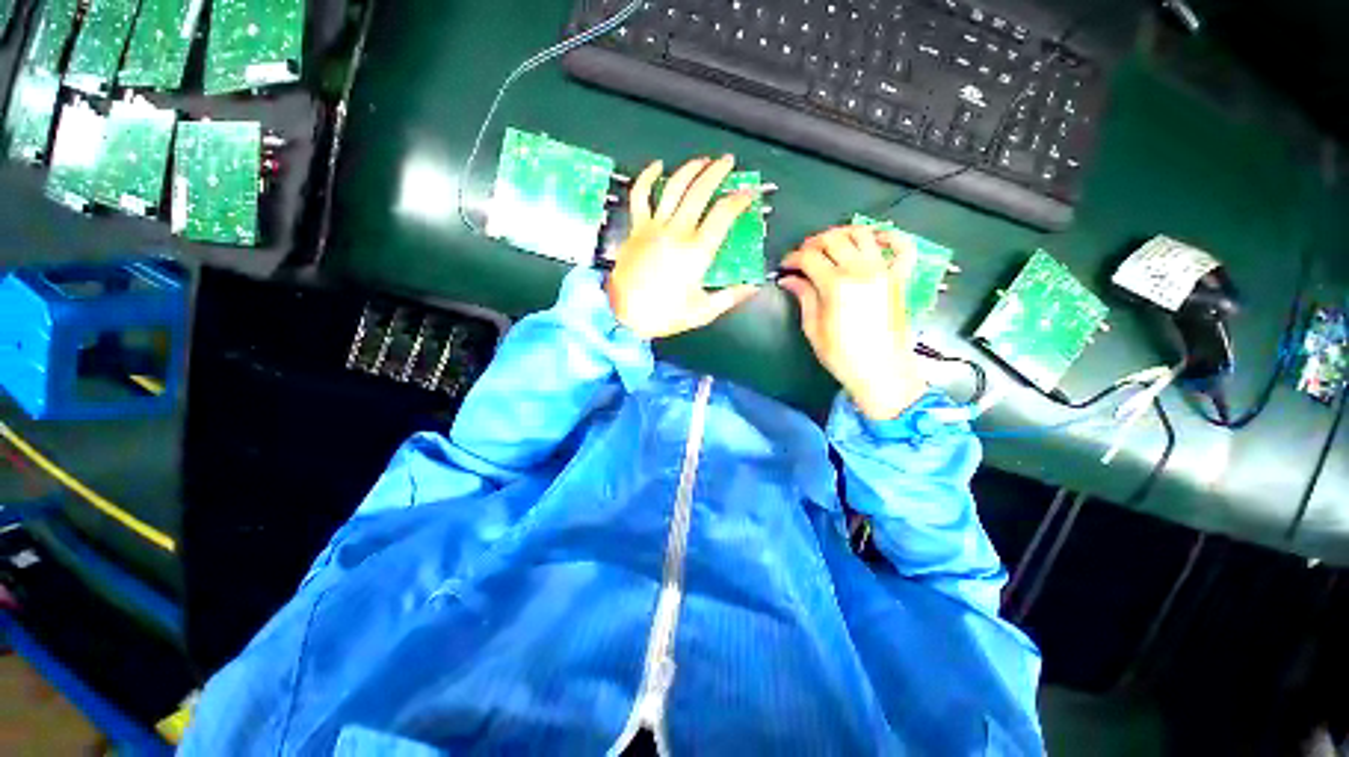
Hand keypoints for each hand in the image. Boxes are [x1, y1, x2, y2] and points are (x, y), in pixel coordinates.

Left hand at [607, 156, 760, 339]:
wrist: (623, 316)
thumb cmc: (664, 315)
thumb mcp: (703, 311)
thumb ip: (730, 296)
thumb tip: (753, 286)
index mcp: (697, 251)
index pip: (724, 213)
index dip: (740, 198)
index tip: (749, 193)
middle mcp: (677, 231)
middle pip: (700, 191)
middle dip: (717, 172)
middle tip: (728, 162)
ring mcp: (653, 227)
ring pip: (673, 186)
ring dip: (690, 168)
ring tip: (703, 160)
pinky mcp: (636, 228)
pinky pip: (640, 195)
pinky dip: (647, 177)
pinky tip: (657, 166)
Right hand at [779, 226, 926, 420]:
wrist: (881, 371)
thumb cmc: (841, 355)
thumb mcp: (813, 328)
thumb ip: (804, 296)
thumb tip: (789, 279)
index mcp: (836, 285)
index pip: (809, 257)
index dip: (793, 258)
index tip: (785, 266)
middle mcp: (861, 270)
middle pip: (834, 239)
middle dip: (813, 243)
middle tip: (803, 256)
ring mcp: (885, 270)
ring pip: (863, 233)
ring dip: (843, 233)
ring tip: (831, 245)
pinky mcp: (900, 277)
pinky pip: (902, 246)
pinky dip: (890, 236)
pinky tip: (875, 238)